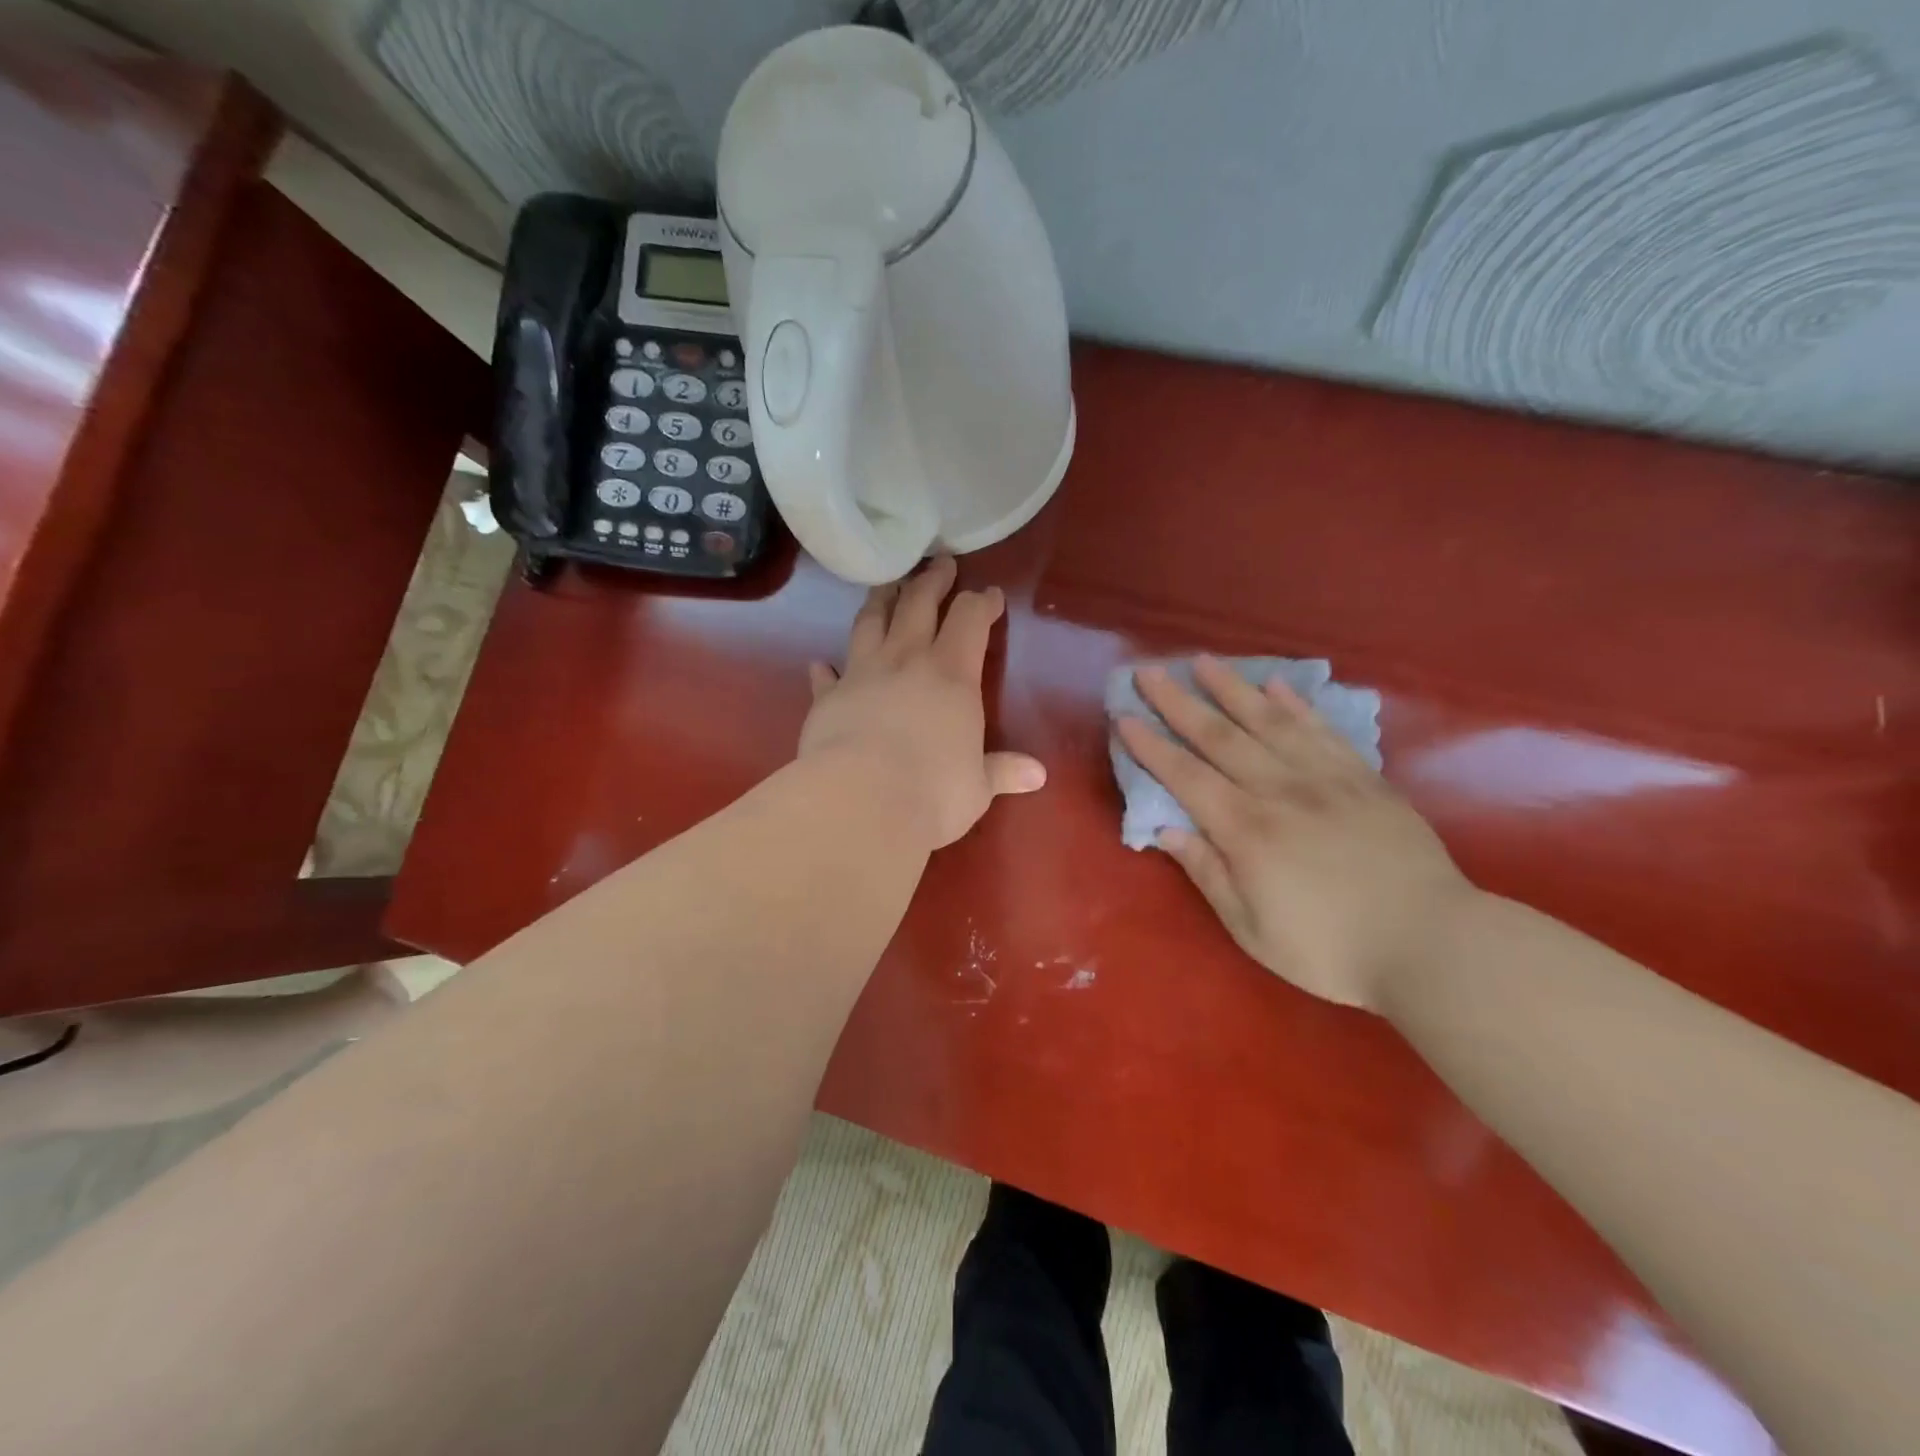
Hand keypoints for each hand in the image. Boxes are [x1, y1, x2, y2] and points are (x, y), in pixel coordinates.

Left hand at [801, 556, 1046, 849]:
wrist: (860, 802)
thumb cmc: (933, 792)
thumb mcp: (978, 786)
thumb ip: (1002, 771)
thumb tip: (1038, 775)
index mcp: (952, 674)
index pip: (970, 619)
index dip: (982, 602)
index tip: (990, 595)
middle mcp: (906, 661)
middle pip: (918, 604)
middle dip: (932, 581)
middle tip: (940, 564)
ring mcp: (861, 674)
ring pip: (870, 622)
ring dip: (880, 600)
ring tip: (886, 585)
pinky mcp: (826, 698)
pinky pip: (825, 676)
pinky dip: (825, 668)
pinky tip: (820, 663)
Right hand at [1116, 657, 1473, 1009]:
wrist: (1434, 944)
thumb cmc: (1332, 949)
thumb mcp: (1252, 929)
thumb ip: (1208, 873)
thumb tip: (1165, 830)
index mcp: (1246, 830)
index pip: (1185, 776)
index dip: (1151, 746)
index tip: (1124, 716)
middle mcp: (1279, 791)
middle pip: (1219, 737)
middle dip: (1178, 702)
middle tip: (1149, 671)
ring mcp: (1326, 779)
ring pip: (1269, 721)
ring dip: (1231, 688)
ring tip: (1204, 661)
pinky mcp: (1365, 779)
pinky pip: (1323, 730)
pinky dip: (1296, 705)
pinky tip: (1277, 685)